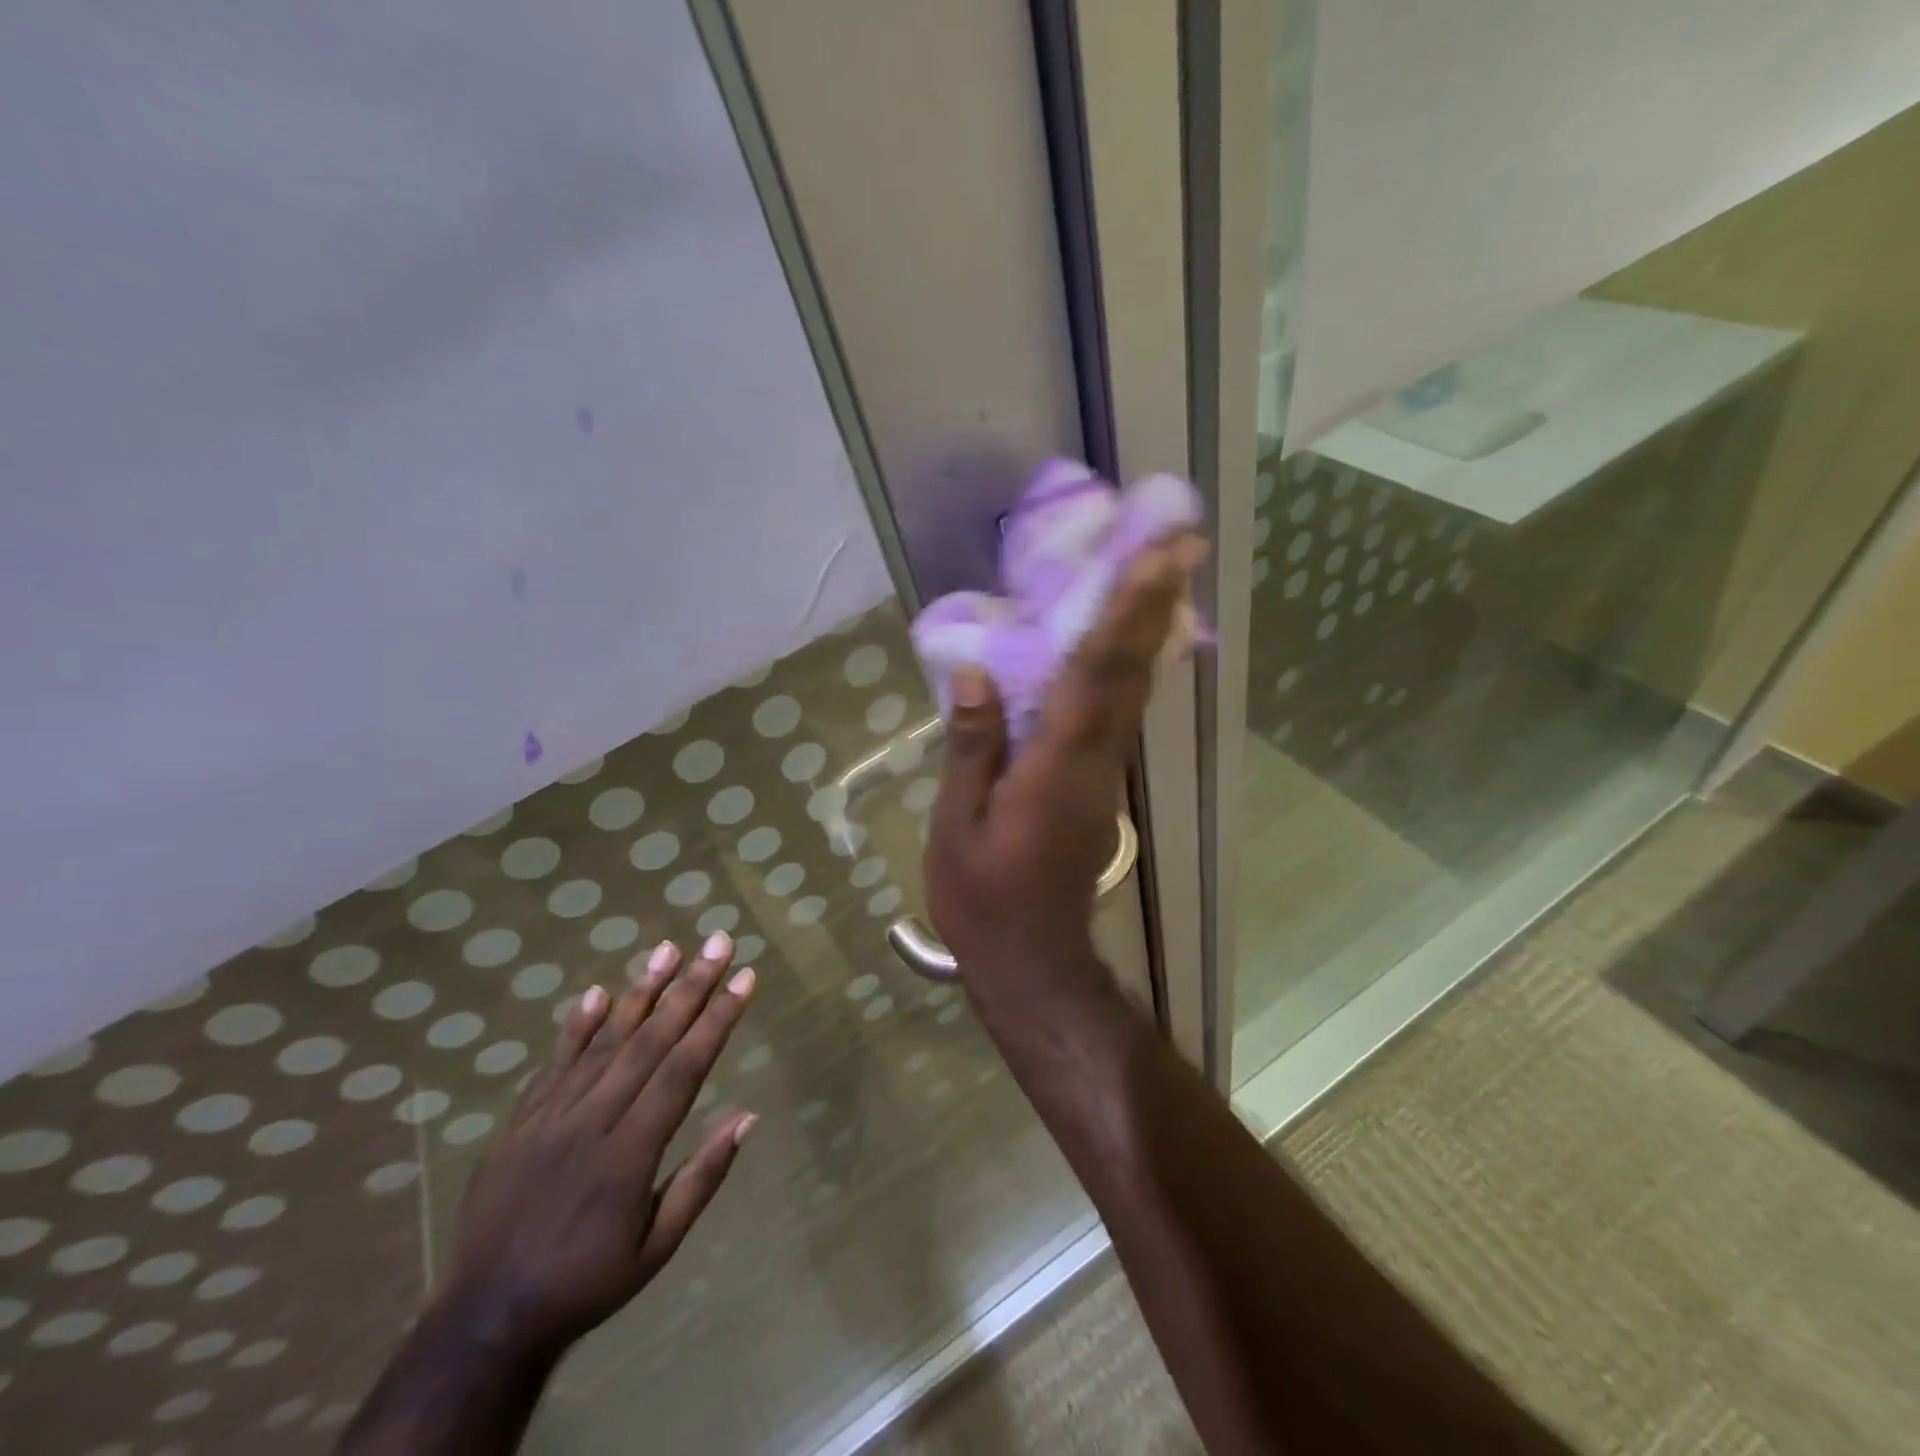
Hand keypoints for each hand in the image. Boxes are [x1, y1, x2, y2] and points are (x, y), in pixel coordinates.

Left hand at [440, 934, 757, 1363]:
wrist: (487, 1318)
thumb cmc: (588, 1282)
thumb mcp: (659, 1247)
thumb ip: (702, 1179)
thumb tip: (747, 1117)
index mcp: (631, 1152)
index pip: (684, 1069)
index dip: (717, 1020)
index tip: (744, 978)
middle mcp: (593, 1121)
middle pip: (650, 1041)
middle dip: (690, 987)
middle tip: (719, 943)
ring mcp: (550, 1117)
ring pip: (603, 1041)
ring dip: (640, 992)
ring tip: (668, 948)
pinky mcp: (519, 1123)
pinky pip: (553, 1065)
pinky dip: (575, 1027)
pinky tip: (595, 993)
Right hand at [923, 533, 1204, 1005]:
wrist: (1033, 960)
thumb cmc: (984, 897)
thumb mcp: (958, 825)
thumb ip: (972, 746)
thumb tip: (976, 672)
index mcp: (1058, 765)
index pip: (1098, 672)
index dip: (1128, 610)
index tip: (1159, 555)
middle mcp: (1095, 759)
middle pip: (1133, 670)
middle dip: (1159, 602)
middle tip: (1184, 540)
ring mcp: (1104, 772)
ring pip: (1135, 688)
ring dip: (1153, 626)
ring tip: (1166, 571)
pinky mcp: (1099, 784)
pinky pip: (1120, 710)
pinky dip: (1132, 663)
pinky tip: (1130, 639)